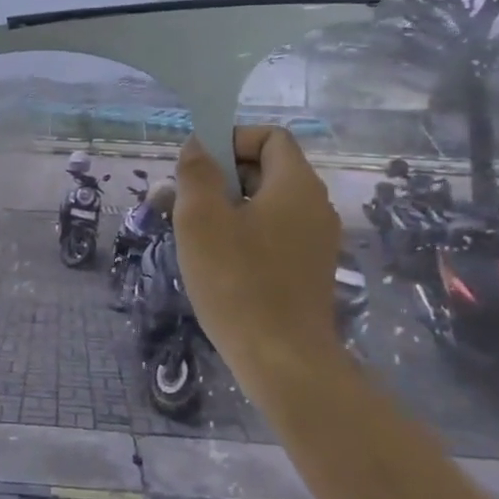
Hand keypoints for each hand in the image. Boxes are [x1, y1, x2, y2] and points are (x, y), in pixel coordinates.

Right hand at [174, 126, 345, 386]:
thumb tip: (198, 147)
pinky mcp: (308, 272)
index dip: (232, 140)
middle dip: (221, 176)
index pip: (271, 137)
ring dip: (227, 208)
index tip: (198, 166)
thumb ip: (197, 173)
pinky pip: (273, 236)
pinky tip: (214, 262)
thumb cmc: (237, 281)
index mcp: (296, 185)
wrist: (283, 361)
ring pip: (266, 206)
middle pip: (267, 170)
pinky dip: (243, 236)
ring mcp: (316, 242)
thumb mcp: (201, 219)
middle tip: (182, 201)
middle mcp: (315, 207)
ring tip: (189, 233)